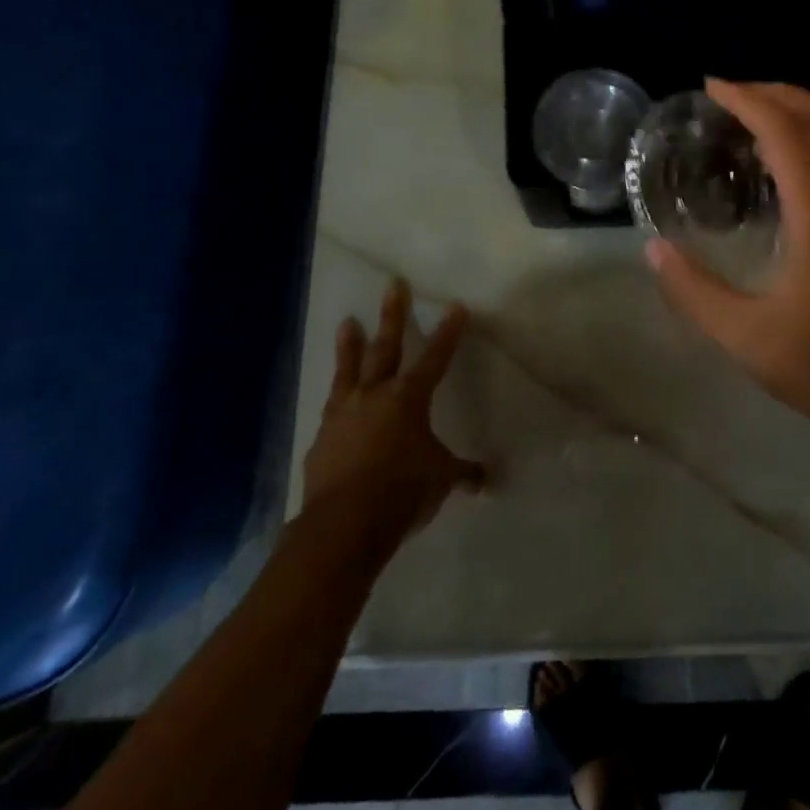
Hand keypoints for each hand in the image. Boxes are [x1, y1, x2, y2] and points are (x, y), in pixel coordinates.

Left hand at [300, 279, 484, 559]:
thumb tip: (487, 479)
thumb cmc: (402, 492)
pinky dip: (337, 400)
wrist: (343, 524)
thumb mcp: (441, 480)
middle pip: (386, 347)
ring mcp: (343, 414)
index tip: (456, 306)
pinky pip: (332, 409)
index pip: (436, 357)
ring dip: (350, 345)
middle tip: (393, 285)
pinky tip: (335, 402)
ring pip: (349, 370)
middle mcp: (375, 396)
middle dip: (393, 315)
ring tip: (348, 322)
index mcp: (409, 399)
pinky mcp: (322, 438)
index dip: (448, 331)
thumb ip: (462, 473)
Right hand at [645, 80, 809, 457]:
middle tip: (729, 95)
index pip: (785, 133)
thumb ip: (696, 293)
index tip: (711, 87)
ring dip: (799, 112)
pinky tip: (786, 166)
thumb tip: (654, 250)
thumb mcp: (749, 339)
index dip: (748, 100)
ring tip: (752, 119)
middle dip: (776, 93)